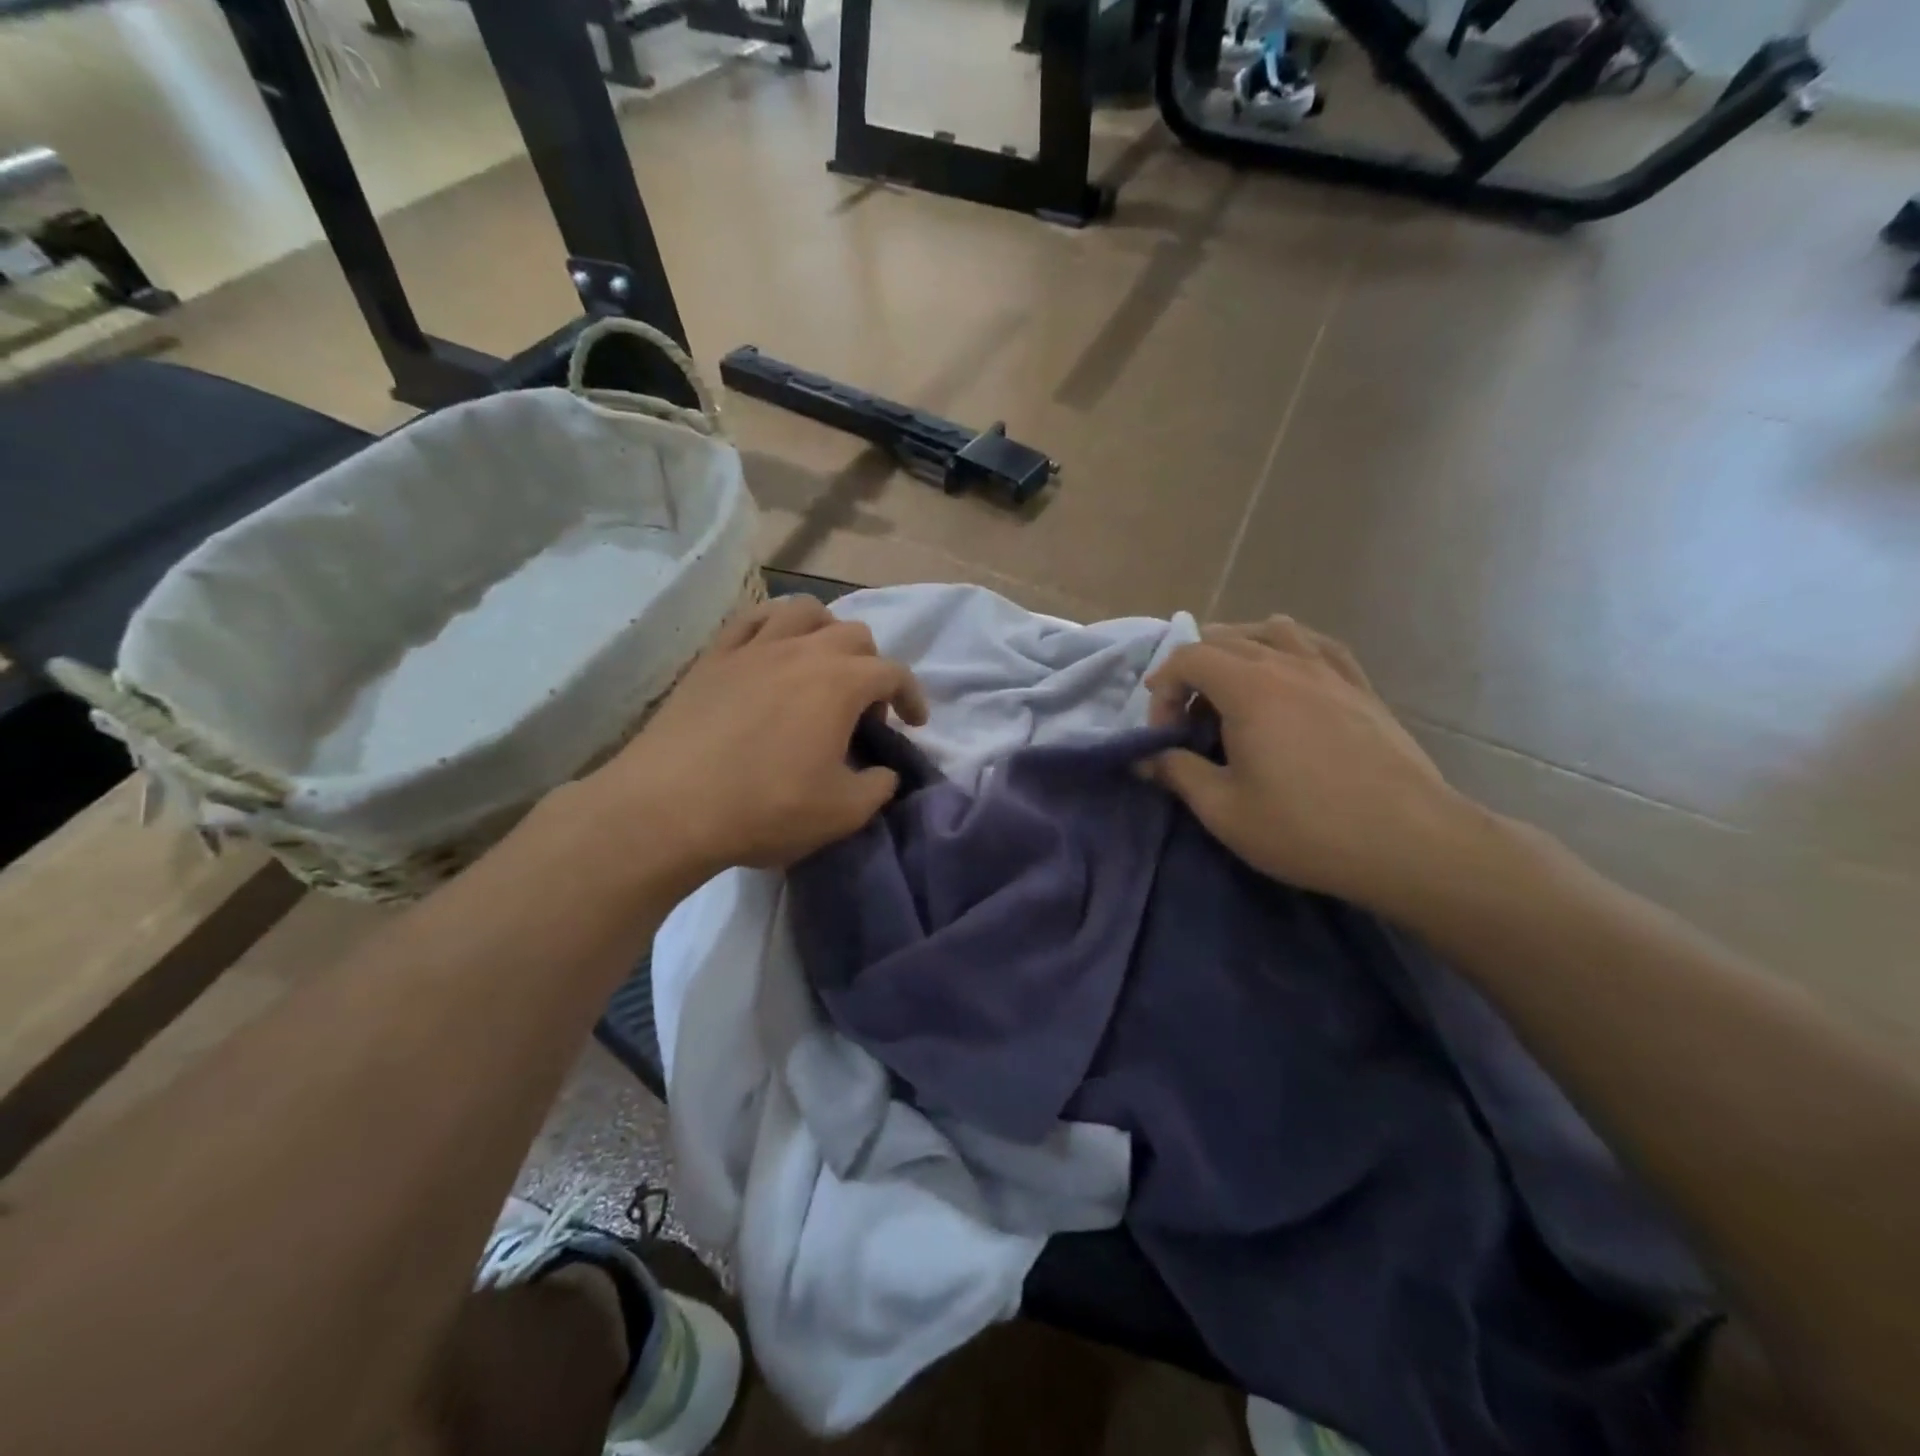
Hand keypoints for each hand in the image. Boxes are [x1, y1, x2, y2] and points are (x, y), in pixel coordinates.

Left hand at [579, 596, 926, 882]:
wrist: (668, 807)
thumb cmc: (766, 809)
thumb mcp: (843, 813)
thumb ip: (878, 787)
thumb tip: (884, 771)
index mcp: (841, 683)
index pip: (893, 673)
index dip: (912, 696)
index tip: (914, 723)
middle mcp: (802, 650)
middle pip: (854, 635)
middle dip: (871, 667)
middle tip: (862, 710)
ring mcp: (753, 647)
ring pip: (804, 611)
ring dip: (826, 632)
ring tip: (821, 666)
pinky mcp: (714, 656)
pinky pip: (752, 620)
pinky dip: (774, 627)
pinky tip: (772, 651)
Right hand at [1144, 617, 1475, 916]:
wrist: (1410, 843)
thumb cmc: (1305, 828)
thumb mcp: (1224, 810)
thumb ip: (1177, 773)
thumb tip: (1146, 758)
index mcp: (1249, 687)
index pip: (1188, 657)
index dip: (1163, 689)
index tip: (1164, 735)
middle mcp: (1288, 664)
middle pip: (1225, 639)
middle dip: (1193, 673)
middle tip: (1189, 721)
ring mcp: (1330, 671)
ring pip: (1272, 631)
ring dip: (1239, 651)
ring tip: (1232, 688)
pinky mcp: (1361, 687)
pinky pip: (1317, 645)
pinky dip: (1289, 649)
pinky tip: (1288, 673)